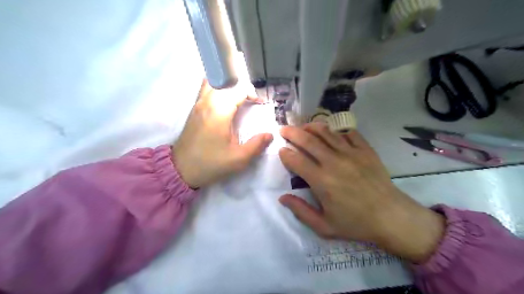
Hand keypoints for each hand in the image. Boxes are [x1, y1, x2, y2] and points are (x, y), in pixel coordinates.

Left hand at [174, 80, 273, 187]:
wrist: (181, 169)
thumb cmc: (211, 164)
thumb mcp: (238, 159)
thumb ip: (257, 145)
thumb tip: (270, 134)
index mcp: (219, 112)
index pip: (239, 90)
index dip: (252, 93)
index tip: (260, 104)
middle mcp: (207, 102)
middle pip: (227, 82)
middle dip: (242, 87)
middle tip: (251, 100)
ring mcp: (198, 103)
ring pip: (214, 81)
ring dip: (229, 85)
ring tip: (238, 97)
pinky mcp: (194, 108)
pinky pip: (206, 88)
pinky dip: (217, 88)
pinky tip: (224, 100)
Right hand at [278, 122, 445, 262]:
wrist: (391, 217)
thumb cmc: (355, 223)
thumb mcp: (324, 226)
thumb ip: (300, 211)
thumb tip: (282, 198)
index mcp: (321, 181)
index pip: (296, 160)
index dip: (285, 153)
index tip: (281, 150)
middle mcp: (334, 162)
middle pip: (307, 140)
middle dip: (292, 132)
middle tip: (283, 129)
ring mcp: (351, 153)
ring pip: (326, 132)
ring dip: (311, 126)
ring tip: (303, 127)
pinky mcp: (365, 150)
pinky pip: (348, 133)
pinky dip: (337, 130)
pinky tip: (331, 133)